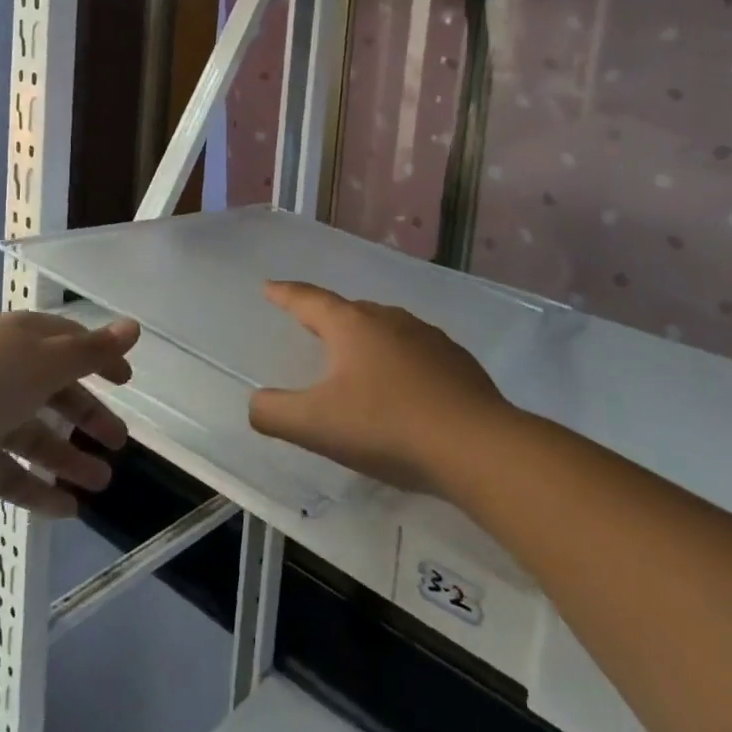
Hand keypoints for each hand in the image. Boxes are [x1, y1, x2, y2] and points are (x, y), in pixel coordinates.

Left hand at [0, 311, 137, 515]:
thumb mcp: (44, 364)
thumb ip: (91, 352)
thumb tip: (134, 327)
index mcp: (24, 341)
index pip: (70, 345)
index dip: (100, 360)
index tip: (126, 382)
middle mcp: (7, 373)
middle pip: (56, 393)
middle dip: (89, 415)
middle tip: (119, 442)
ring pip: (36, 436)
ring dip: (69, 458)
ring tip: (102, 484)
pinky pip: (9, 472)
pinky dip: (36, 489)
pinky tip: (66, 510)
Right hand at [247, 282, 510, 494]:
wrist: (475, 445)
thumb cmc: (386, 426)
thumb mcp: (317, 425)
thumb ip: (275, 413)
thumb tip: (256, 403)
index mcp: (352, 326)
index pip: (309, 300)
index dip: (286, 294)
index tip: (270, 286)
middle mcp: (389, 319)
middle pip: (349, 311)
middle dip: (328, 317)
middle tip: (313, 326)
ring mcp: (428, 337)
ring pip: (386, 328)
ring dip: (367, 339)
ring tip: (358, 359)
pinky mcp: (457, 361)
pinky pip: (417, 351)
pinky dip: (401, 361)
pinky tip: (405, 388)